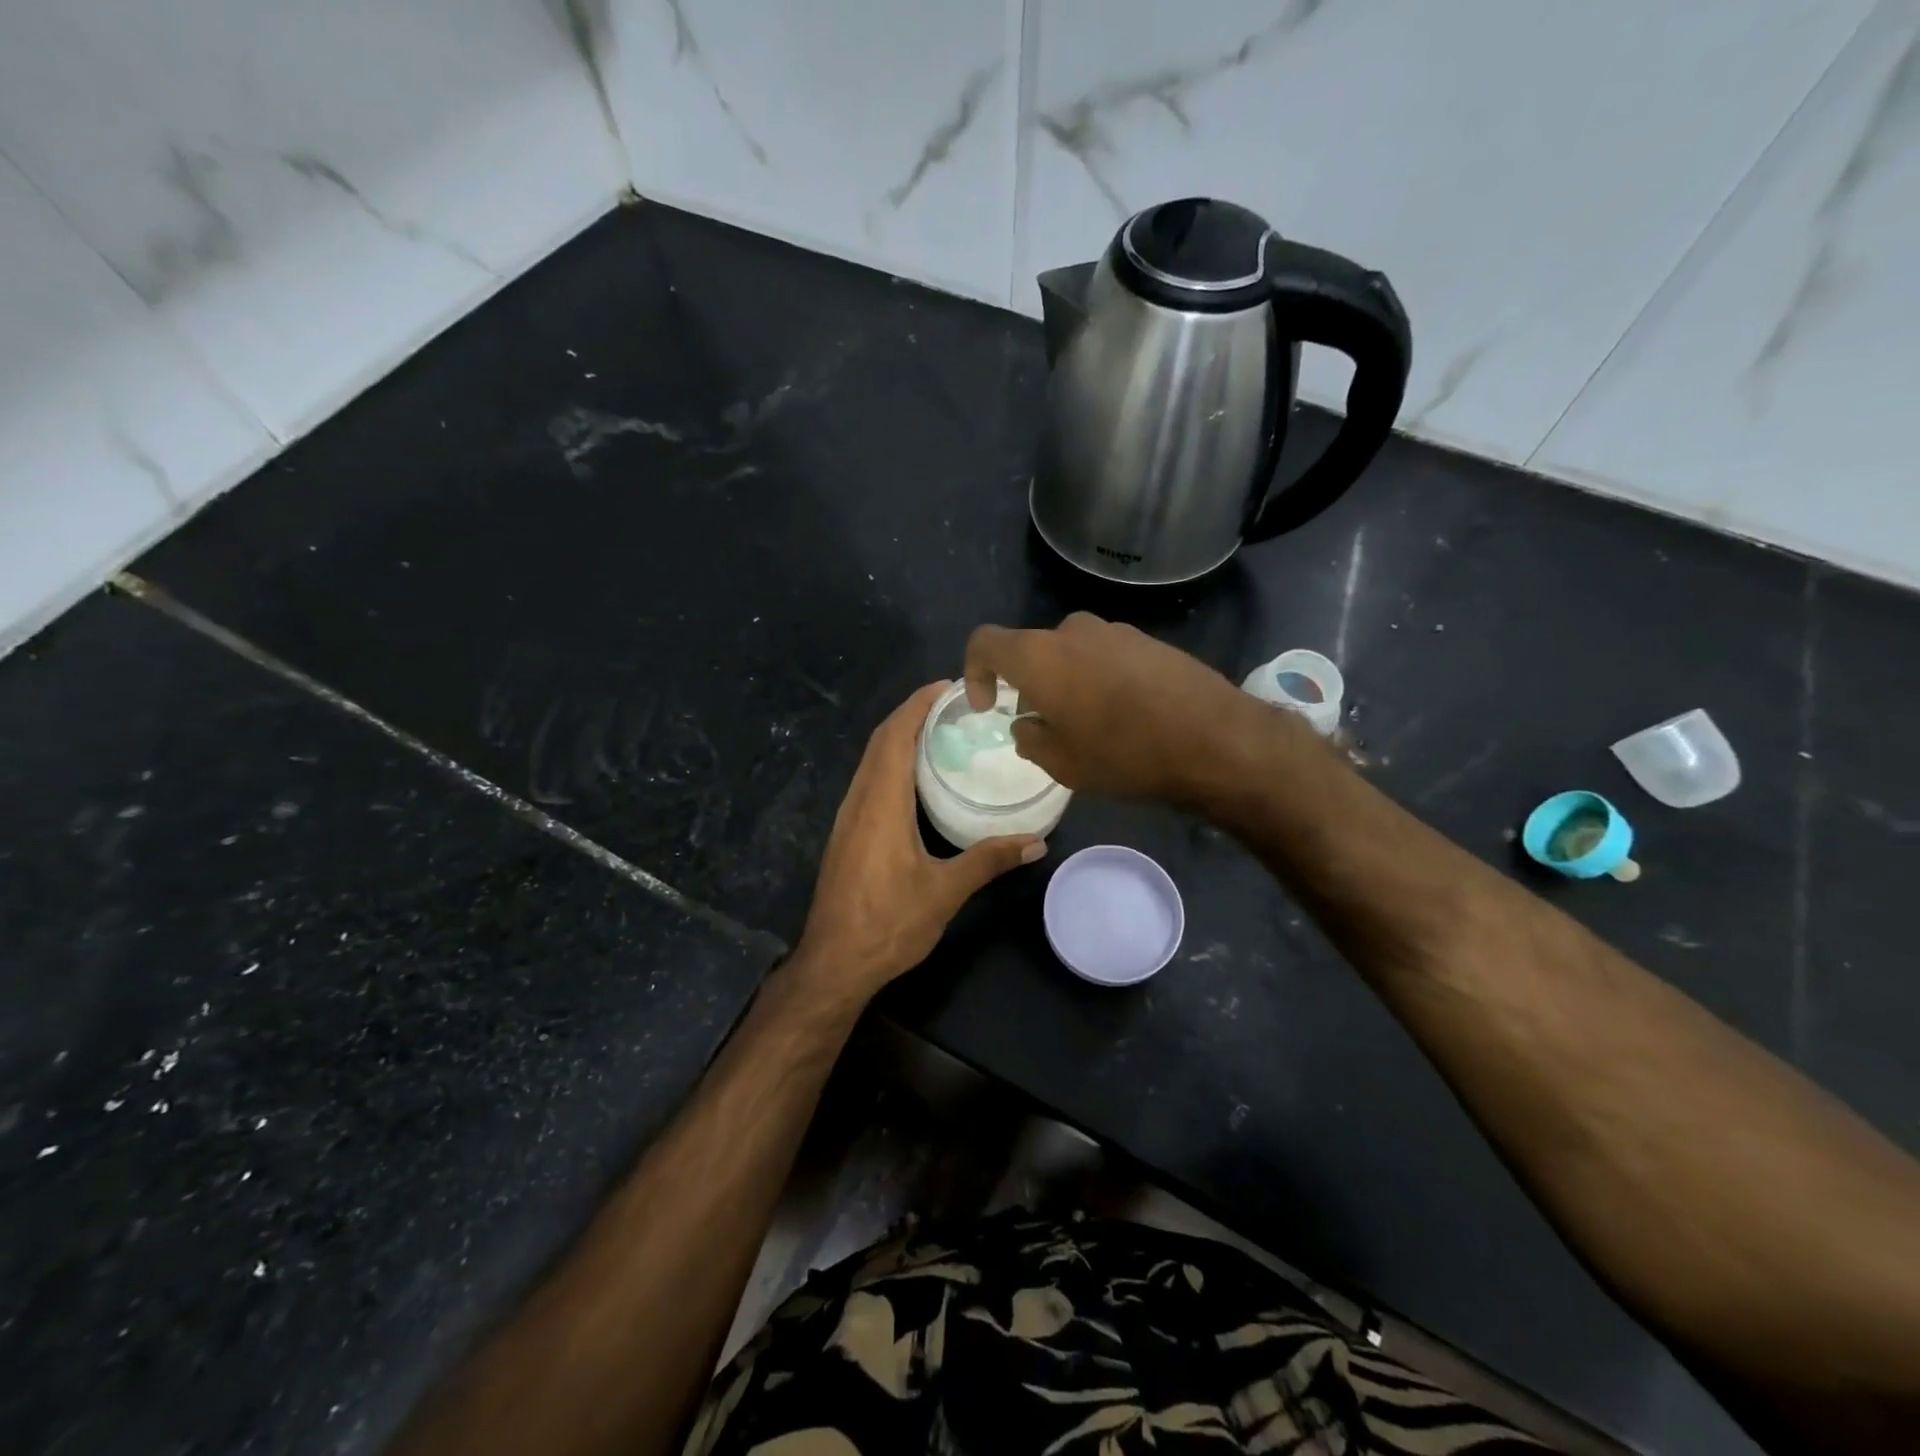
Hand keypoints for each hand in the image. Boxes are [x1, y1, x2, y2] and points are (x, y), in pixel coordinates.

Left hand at [790, 682, 1046, 1006]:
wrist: (834, 964)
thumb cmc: (888, 924)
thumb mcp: (945, 891)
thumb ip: (989, 860)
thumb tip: (1037, 843)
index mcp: (881, 803)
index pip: (895, 735)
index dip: (918, 704)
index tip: (948, 686)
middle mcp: (859, 800)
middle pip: (880, 741)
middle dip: (912, 714)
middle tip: (954, 704)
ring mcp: (848, 818)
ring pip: (871, 761)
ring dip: (899, 737)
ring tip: (940, 731)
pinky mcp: (846, 834)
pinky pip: (869, 781)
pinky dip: (891, 762)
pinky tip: (916, 778)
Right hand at [963, 613, 1265, 802]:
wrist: (1214, 740)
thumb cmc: (1124, 754)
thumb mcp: (1061, 763)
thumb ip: (1029, 737)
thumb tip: (1027, 723)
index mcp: (1040, 656)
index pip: (985, 643)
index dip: (975, 672)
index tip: (987, 706)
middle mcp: (1073, 631)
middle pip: (1033, 650)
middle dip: (1028, 684)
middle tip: (1044, 724)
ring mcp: (1115, 631)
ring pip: (1072, 653)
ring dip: (1067, 682)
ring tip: (1089, 724)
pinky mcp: (1149, 640)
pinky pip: (1106, 656)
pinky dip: (1100, 679)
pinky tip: (1124, 714)